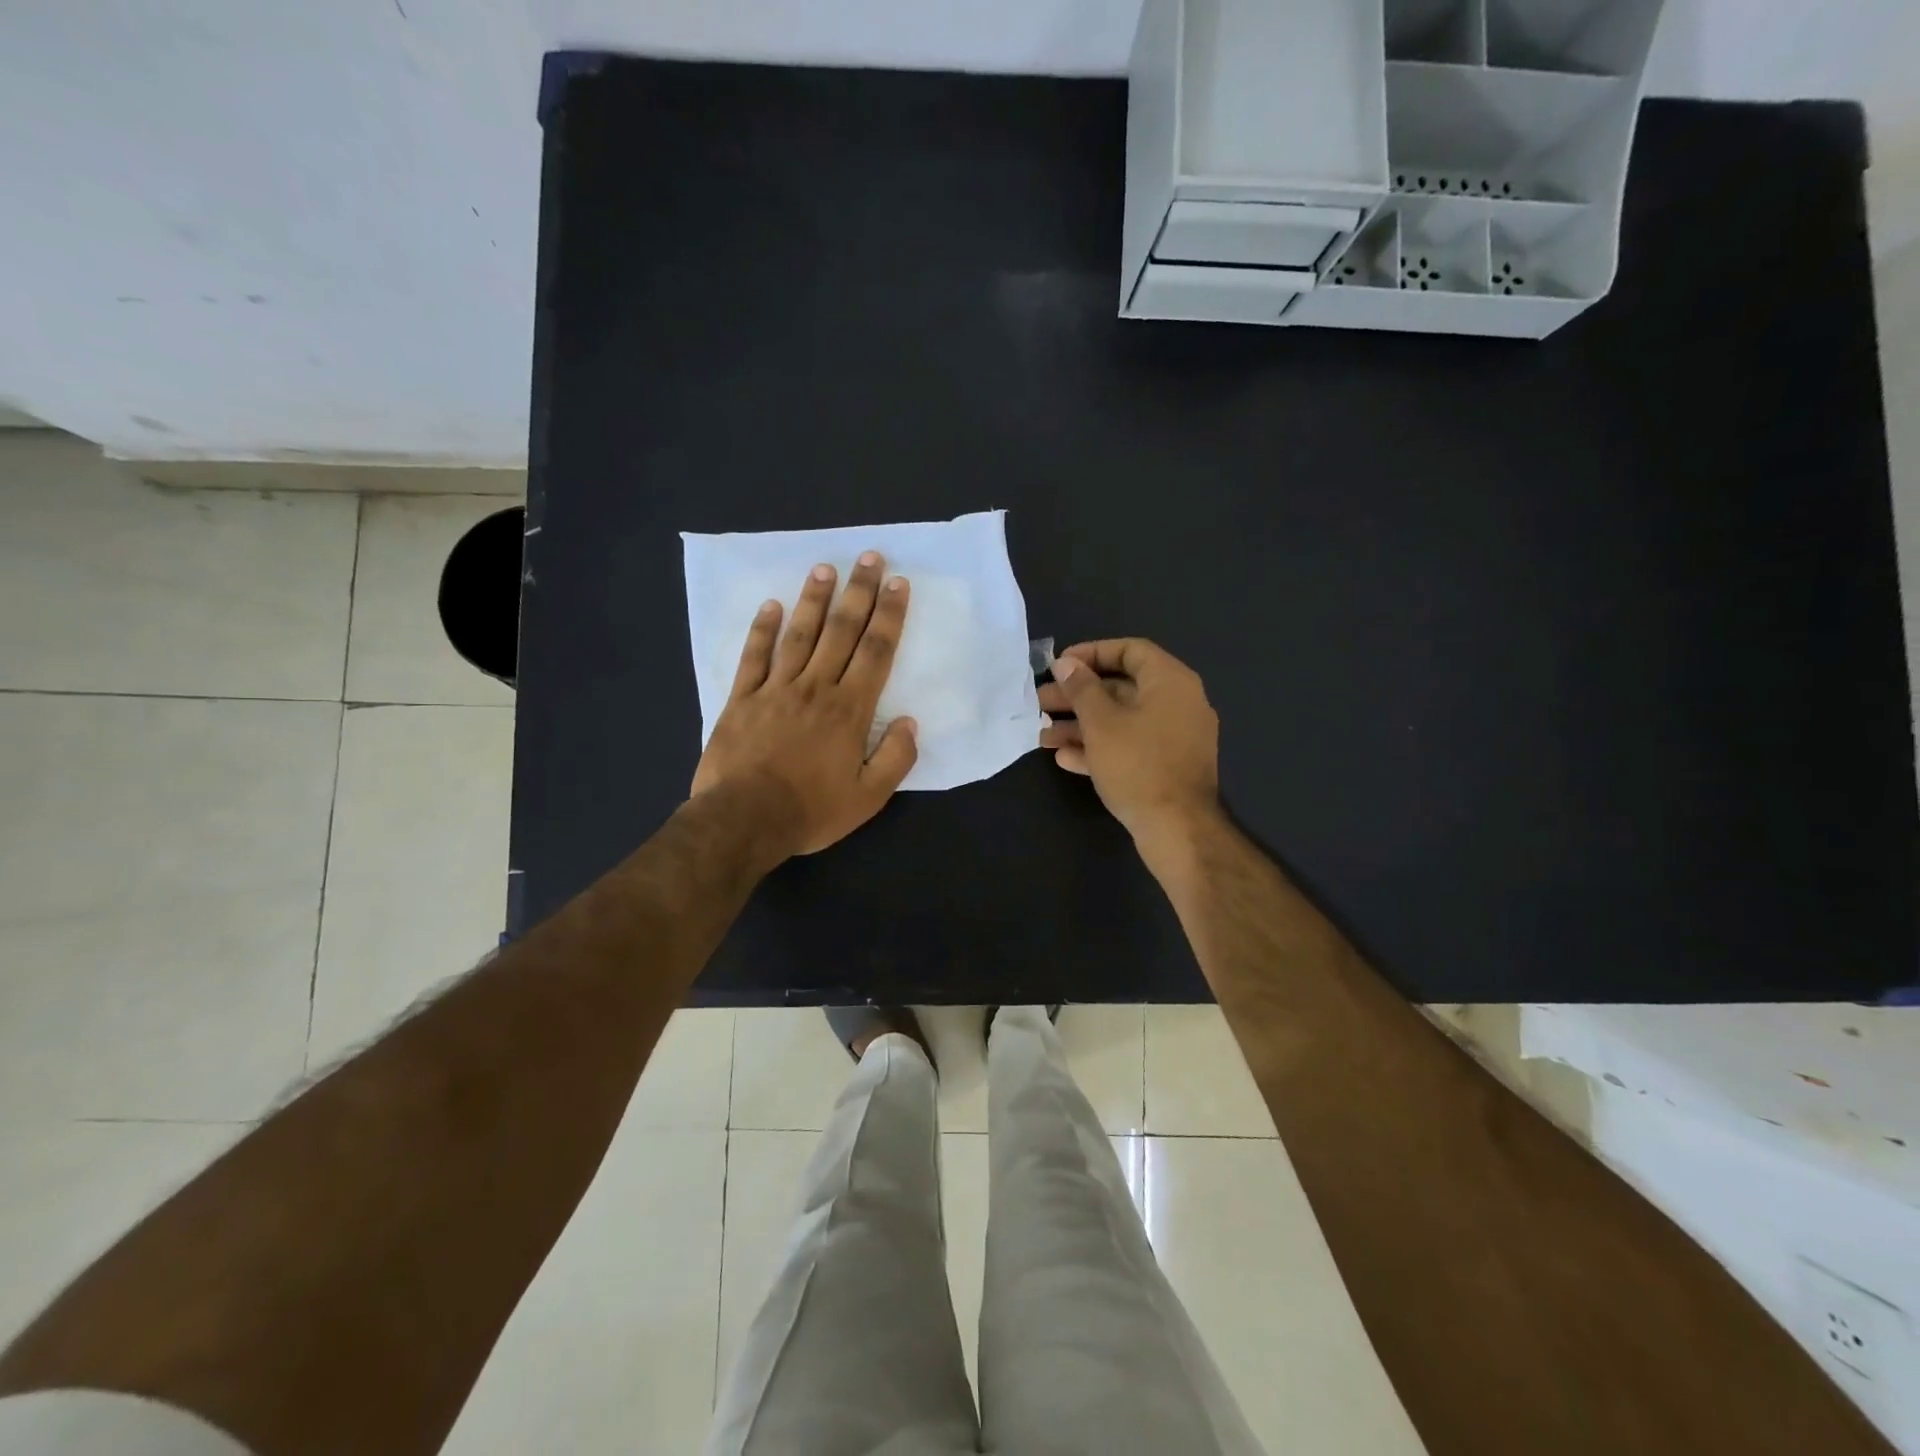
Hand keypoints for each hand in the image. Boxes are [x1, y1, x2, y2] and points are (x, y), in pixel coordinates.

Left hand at [691, 551, 917, 858]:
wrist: (744, 820)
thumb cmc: (811, 810)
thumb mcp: (868, 797)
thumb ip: (895, 758)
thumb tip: (910, 722)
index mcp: (849, 710)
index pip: (875, 652)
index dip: (889, 615)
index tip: (898, 583)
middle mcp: (815, 688)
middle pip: (841, 631)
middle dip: (858, 592)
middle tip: (868, 557)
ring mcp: (775, 690)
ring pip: (799, 634)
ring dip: (814, 599)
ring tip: (824, 568)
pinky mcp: (742, 699)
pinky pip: (754, 657)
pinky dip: (762, 629)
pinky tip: (771, 605)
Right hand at [1038, 638, 1220, 847]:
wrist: (1177, 829)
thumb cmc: (1138, 765)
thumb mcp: (1101, 722)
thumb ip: (1081, 688)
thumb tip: (1066, 664)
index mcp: (1170, 682)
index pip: (1130, 650)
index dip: (1091, 653)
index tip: (1059, 665)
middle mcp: (1177, 704)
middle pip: (1121, 688)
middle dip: (1077, 695)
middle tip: (1040, 702)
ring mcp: (1174, 738)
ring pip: (1121, 721)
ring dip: (1081, 725)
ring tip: (1043, 735)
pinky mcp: (1166, 767)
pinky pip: (1130, 747)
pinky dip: (1099, 748)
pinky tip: (1064, 758)